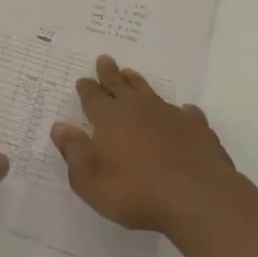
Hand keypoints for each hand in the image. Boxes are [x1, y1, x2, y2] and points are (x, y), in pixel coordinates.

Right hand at [51, 55, 238, 233]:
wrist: (196, 197)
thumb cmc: (135, 191)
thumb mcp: (90, 179)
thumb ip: (73, 151)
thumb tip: (59, 127)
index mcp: (110, 118)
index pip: (94, 98)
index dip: (87, 89)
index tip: (83, 79)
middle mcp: (138, 109)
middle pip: (120, 86)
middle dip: (110, 73)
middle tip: (105, 59)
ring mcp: (170, 116)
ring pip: (150, 93)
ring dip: (138, 83)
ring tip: (131, 74)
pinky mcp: (197, 130)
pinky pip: (187, 114)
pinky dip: (182, 112)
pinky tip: (184, 112)